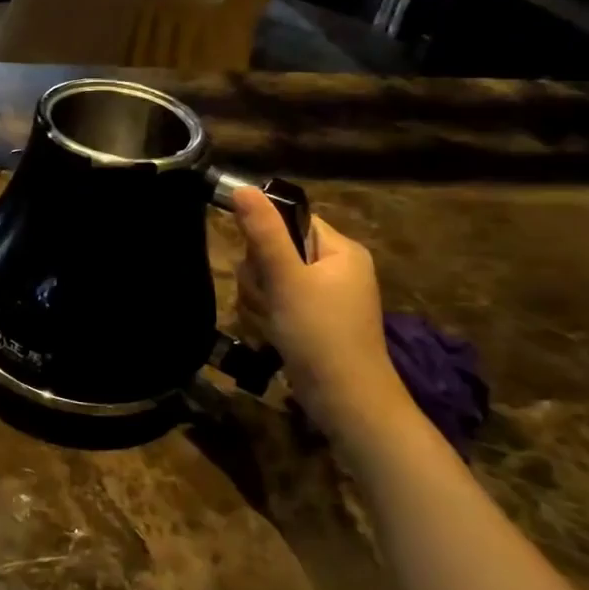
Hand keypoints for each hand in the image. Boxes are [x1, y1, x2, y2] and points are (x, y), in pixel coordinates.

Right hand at [233, 189, 405, 442]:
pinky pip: (278, 302)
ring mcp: (325, 297)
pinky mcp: (313, 320)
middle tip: (270, 298)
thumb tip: (243, 188)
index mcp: (341, 250)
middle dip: (261, 276)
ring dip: (261, 298)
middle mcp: (336, 268)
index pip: (292, 220)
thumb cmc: (320, 333)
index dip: (266, 237)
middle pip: (276, 250)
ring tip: (273, 320)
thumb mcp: (287, 278)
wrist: (346, 401)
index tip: (260, 263)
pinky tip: (274, 332)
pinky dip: (269, 315)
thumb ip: (264, 233)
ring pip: (271, 278)